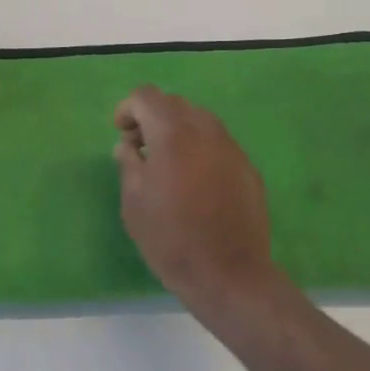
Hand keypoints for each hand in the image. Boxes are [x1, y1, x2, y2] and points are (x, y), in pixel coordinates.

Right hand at [113, 86, 280, 311]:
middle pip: (174, 104)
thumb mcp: (134, 202)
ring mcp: (231, 147)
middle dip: (153, 118)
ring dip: (178, 132)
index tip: (122, 134)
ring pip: (199, 121)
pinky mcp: (247, 167)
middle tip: (141, 149)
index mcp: (173, 133)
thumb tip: (128, 146)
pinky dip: (200, 150)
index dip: (128, 109)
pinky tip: (196, 184)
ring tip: (168, 166)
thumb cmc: (171, 239)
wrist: (229, 274)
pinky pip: (218, 144)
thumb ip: (128, 164)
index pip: (147, 97)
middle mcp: (205, 130)